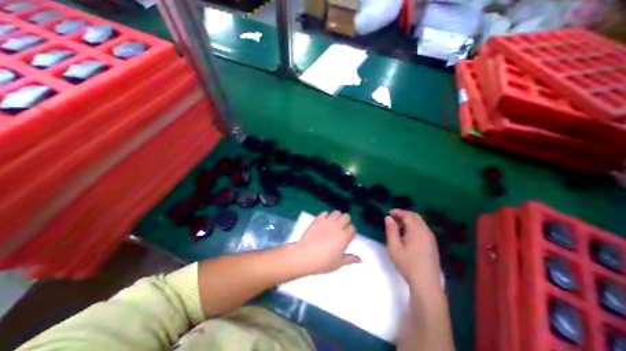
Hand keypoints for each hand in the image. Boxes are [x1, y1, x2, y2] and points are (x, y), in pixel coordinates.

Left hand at [295, 211, 362, 273]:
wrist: (305, 255)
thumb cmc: (323, 262)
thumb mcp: (338, 263)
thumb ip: (350, 259)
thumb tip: (360, 259)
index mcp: (344, 237)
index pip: (353, 228)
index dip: (351, 232)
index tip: (347, 236)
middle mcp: (337, 226)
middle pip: (346, 217)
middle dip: (345, 221)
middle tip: (341, 229)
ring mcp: (327, 221)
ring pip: (336, 212)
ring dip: (337, 217)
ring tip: (333, 224)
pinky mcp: (318, 219)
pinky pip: (325, 212)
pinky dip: (326, 215)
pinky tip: (324, 222)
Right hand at [384, 210, 441, 288]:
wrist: (426, 283)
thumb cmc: (407, 264)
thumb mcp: (394, 247)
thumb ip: (391, 230)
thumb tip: (388, 217)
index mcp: (417, 230)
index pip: (407, 215)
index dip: (398, 212)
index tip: (389, 212)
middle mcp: (426, 231)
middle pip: (415, 216)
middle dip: (404, 214)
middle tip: (393, 218)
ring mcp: (431, 238)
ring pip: (420, 222)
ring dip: (409, 220)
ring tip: (398, 226)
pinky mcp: (432, 244)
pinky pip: (423, 229)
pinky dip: (414, 226)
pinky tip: (407, 234)